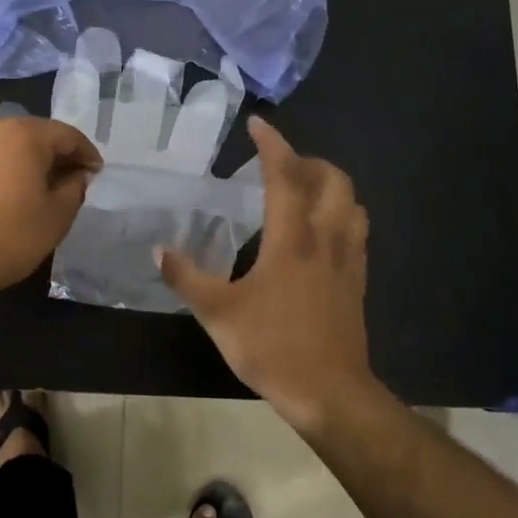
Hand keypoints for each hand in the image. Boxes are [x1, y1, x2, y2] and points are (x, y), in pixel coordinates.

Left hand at [0, 116, 102, 296]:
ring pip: (0, 144)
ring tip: (25, 186)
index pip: (67, 135)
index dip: (86, 154)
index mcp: (25, 134)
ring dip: (17, 159)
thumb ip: (74, 188)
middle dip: (52, 155)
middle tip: (66, 180)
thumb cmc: (8, 236)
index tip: (95, 173)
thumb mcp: (57, 217)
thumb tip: (77, 175)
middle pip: (32, 134)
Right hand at [158, 118, 375, 431]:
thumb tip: (158, 251)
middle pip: (332, 180)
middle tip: (280, 166)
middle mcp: (326, 238)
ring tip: (302, 192)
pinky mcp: (358, 280)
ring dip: (330, 185)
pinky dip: (341, 213)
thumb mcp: (218, 314)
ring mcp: (349, 259)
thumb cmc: (272, 347)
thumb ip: (187, 278)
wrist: (330, 392)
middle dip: (308, 161)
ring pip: (352, 202)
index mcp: (292, 239)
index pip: (286, 176)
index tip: (257, 125)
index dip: (272, 145)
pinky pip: (357, 230)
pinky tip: (320, 232)